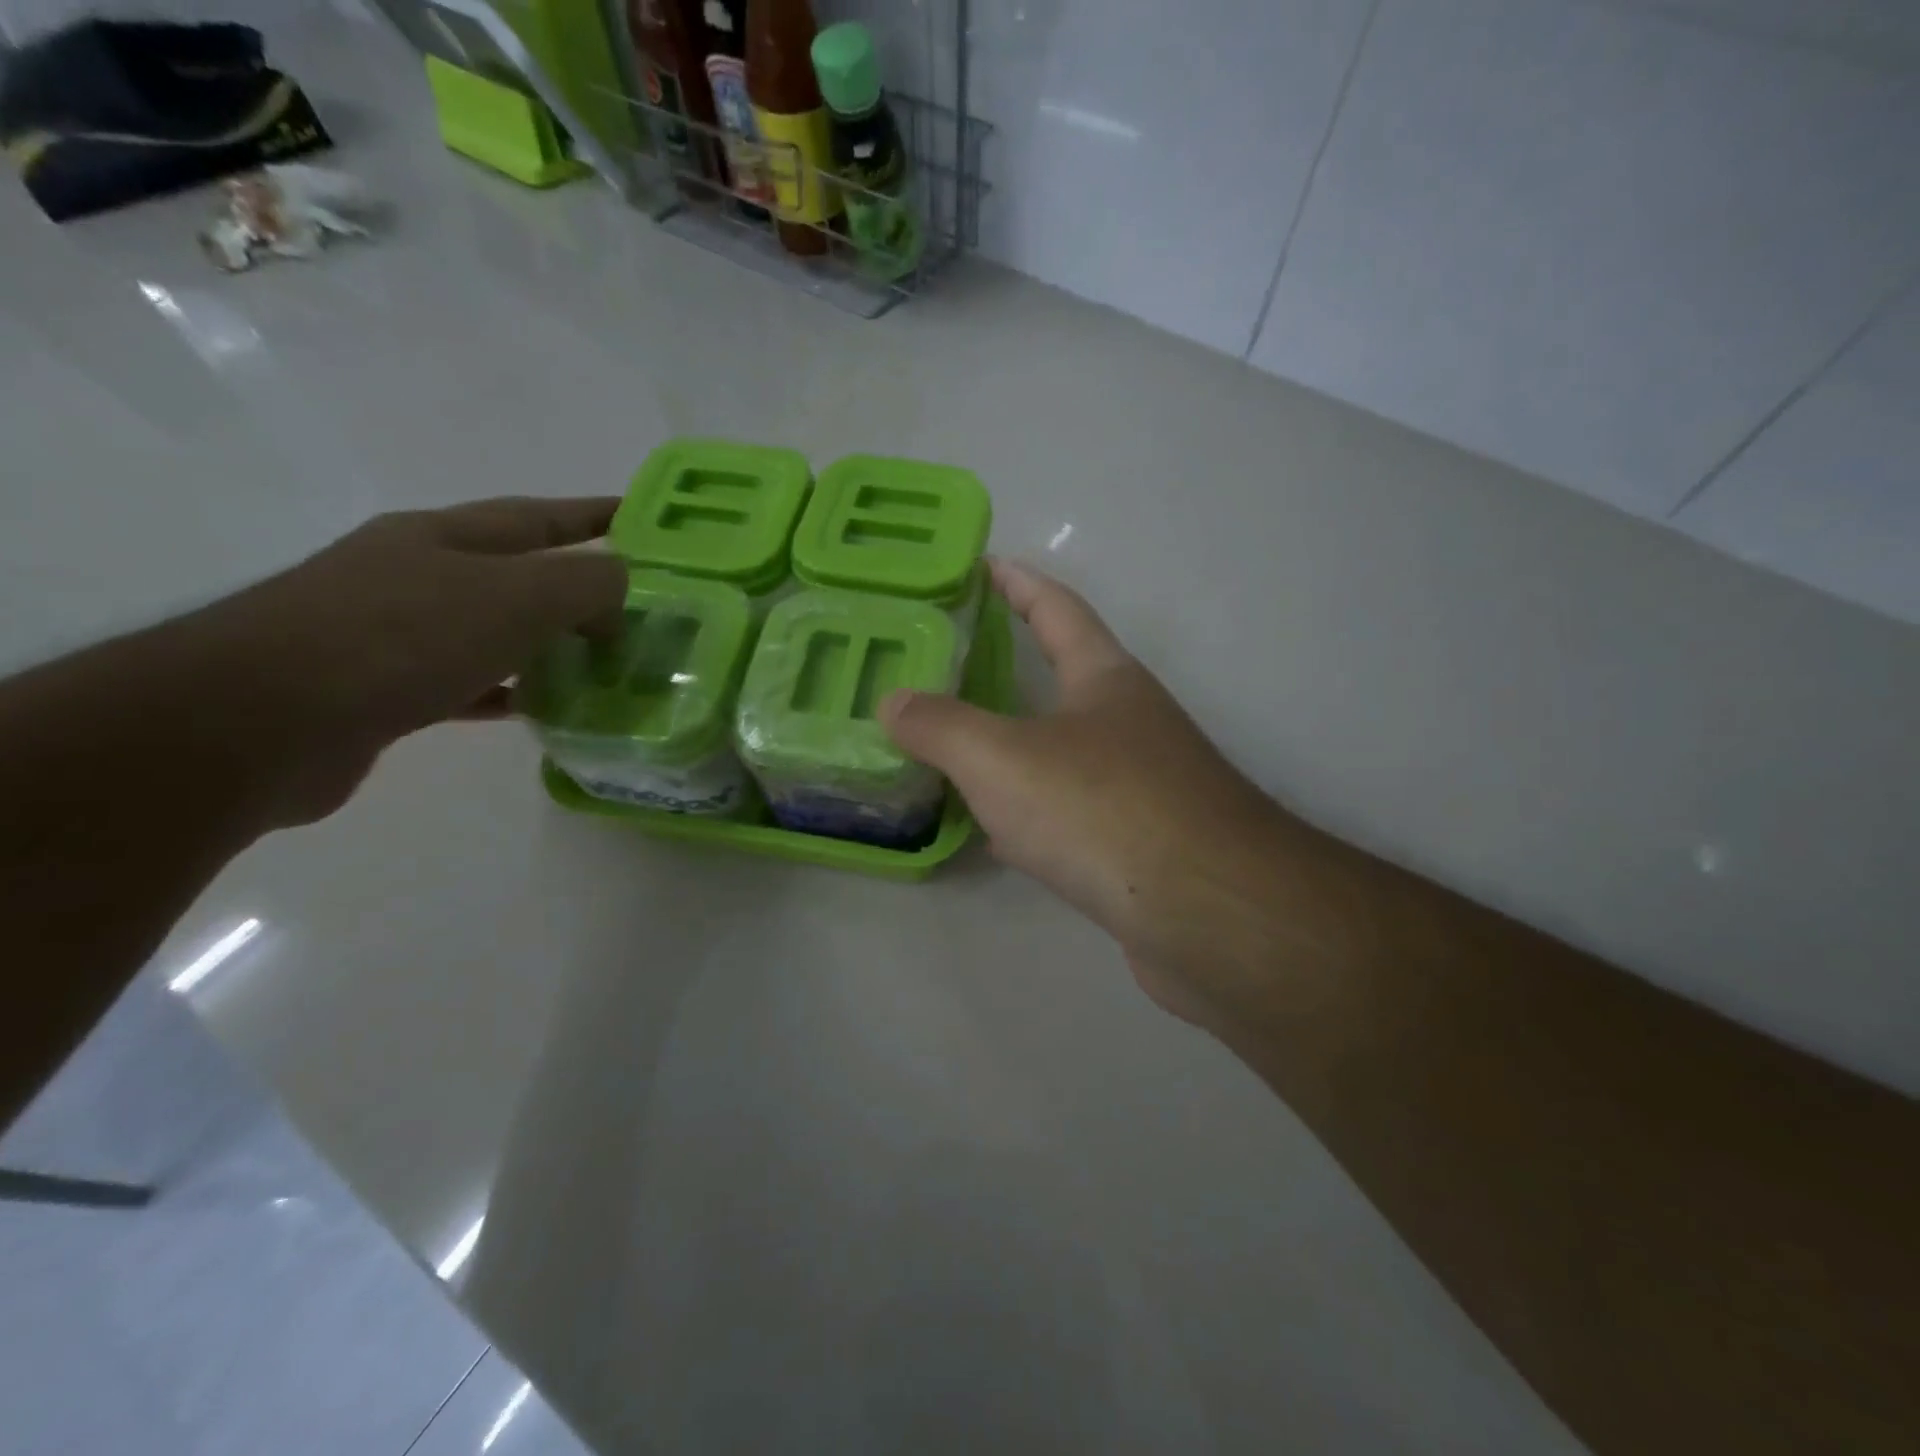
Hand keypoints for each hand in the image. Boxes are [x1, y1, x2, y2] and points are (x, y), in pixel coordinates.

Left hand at [202, 497, 625, 825]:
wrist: (260, 722)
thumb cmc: (400, 639)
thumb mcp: (515, 596)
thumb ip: (585, 584)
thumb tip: (620, 588)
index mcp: (446, 537)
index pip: (540, 516)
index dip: (595, 516)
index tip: (644, 520)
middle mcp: (419, 574)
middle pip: (519, 573)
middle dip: (578, 587)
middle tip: (636, 611)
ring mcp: (397, 632)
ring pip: (497, 630)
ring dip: (548, 644)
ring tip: (601, 663)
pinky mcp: (386, 690)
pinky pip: (470, 682)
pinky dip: (509, 690)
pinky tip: (538, 708)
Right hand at [882, 560, 1298, 1021]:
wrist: (1209, 914)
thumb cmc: (1103, 809)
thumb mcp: (1003, 759)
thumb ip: (941, 727)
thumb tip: (891, 701)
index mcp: (1105, 679)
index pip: (1057, 608)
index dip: (1018, 582)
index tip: (982, 565)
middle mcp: (1129, 721)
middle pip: (1061, 678)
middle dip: (1007, 668)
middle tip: (943, 666)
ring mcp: (1141, 784)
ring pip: (1061, 751)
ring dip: (1012, 747)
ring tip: (952, 747)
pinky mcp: (1140, 842)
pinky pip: (1069, 811)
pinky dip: (1029, 812)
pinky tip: (994, 833)